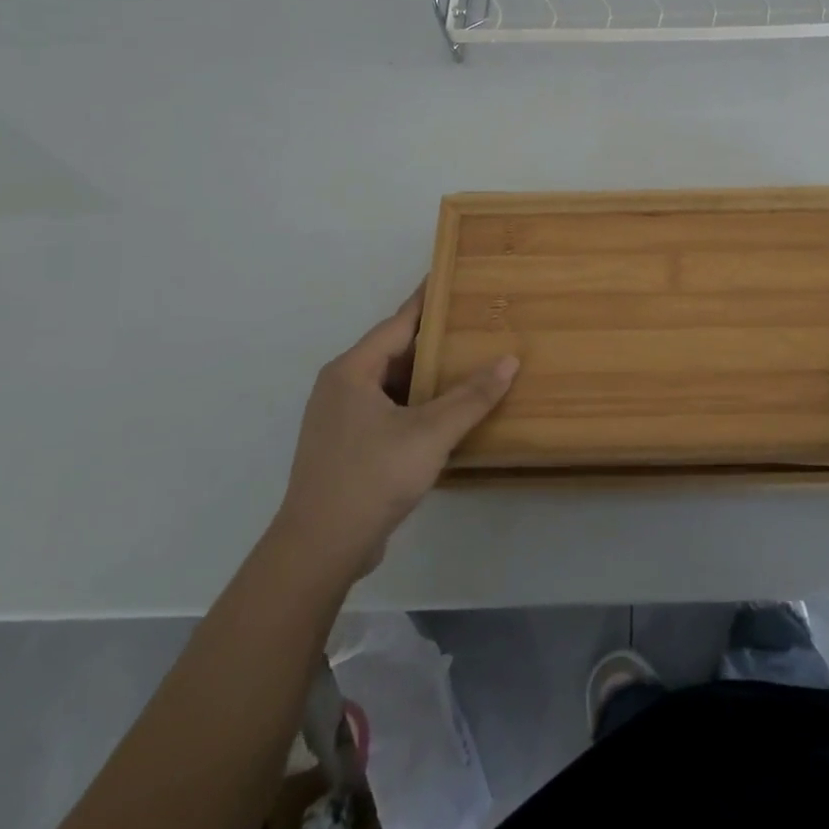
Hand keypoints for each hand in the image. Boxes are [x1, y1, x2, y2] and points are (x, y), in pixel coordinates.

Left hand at [274, 284, 516, 584]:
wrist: (318, 550)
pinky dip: (416, 403)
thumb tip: (510, 360)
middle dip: (436, 340)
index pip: (399, 322)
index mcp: (352, 371)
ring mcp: (340, 418)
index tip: (455, 278)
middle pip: (396, 351)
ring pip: (392, 384)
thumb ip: (472, 396)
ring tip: (470, 363)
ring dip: (427, 376)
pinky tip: (446, 411)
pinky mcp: (346, 446)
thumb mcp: (430, 433)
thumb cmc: (372, 478)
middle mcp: (341, 386)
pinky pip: (387, 409)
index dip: (429, 300)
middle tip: (476, 324)